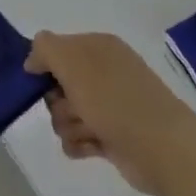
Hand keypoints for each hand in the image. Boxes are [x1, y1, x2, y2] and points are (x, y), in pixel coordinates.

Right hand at [25, 31, 195, 195]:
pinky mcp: (111, 136)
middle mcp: (103, 73)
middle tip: (73, 108)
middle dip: (57, 101)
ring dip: (70, 125)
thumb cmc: (114, 99)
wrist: (162, 147)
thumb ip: (46, 49)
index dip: (46, 66)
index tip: (41, 82)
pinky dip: (80, 144)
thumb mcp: (74, 62)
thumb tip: (33, 60)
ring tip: (89, 131)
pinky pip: (78, 138)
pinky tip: (91, 147)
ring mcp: (108, 106)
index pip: (57, 49)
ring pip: (66, 114)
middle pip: (58, 85)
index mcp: (99, 47)